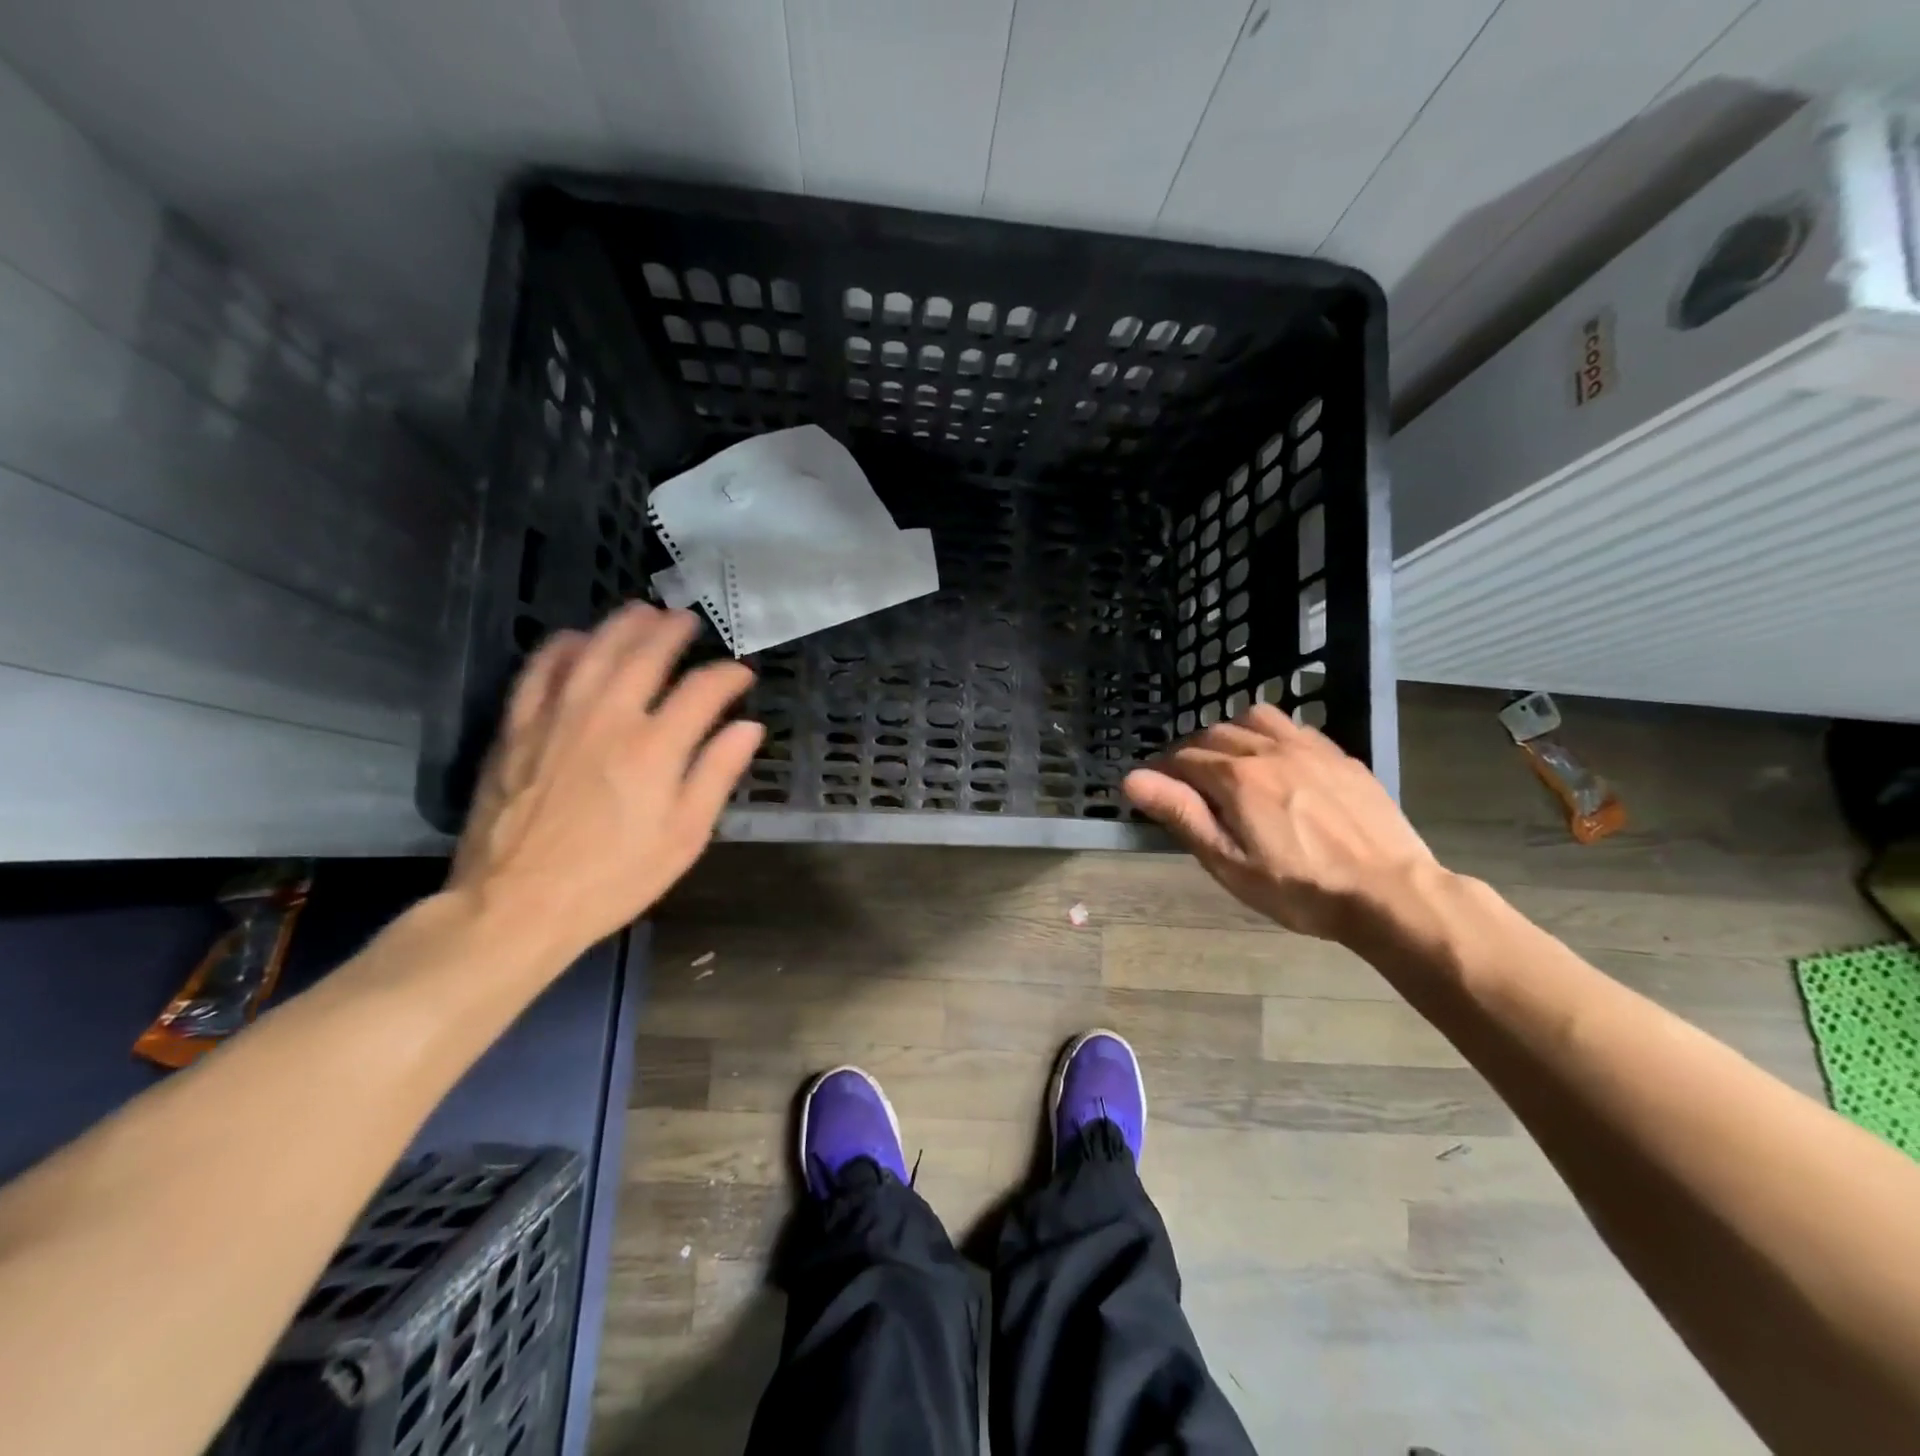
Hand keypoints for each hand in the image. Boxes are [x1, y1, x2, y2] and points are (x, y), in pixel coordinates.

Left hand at [449, 605, 762, 956]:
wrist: (517, 905)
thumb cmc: (614, 878)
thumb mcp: (684, 836)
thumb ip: (717, 774)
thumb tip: (748, 728)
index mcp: (656, 748)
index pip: (703, 690)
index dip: (728, 676)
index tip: (742, 676)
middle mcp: (608, 717)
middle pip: (646, 654)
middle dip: (674, 631)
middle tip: (689, 621)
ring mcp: (557, 717)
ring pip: (593, 649)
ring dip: (622, 625)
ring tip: (643, 611)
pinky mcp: (517, 728)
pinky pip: (539, 670)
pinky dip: (560, 646)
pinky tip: (575, 638)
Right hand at [1123, 705, 1437, 941]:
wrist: (1391, 893)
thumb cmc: (1300, 889)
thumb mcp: (1230, 864)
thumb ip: (1182, 815)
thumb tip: (1133, 779)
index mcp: (1236, 778)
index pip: (1182, 759)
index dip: (1162, 772)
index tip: (1157, 790)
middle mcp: (1267, 750)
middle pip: (1214, 735)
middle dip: (1191, 754)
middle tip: (1190, 787)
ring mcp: (1308, 748)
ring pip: (1254, 718)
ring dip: (1232, 734)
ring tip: (1232, 765)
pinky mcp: (1339, 756)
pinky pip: (1294, 727)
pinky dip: (1271, 735)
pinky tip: (1278, 762)